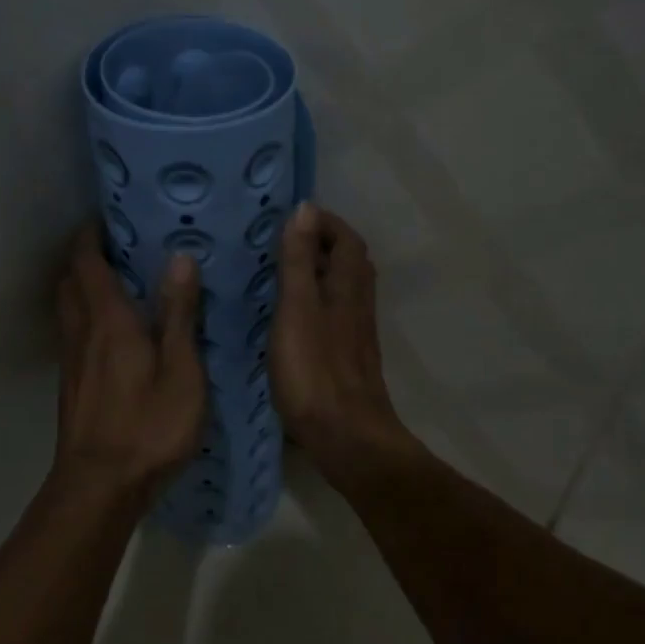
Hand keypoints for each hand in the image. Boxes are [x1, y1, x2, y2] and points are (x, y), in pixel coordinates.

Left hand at [53, 221, 206, 498]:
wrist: (99, 488)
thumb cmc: (149, 426)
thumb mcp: (181, 370)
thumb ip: (179, 314)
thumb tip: (179, 257)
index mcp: (109, 321)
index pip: (87, 263)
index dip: (92, 236)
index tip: (108, 218)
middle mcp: (81, 333)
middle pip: (69, 281)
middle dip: (84, 258)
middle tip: (117, 248)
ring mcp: (71, 362)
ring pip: (67, 309)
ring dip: (82, 287)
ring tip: (115, 283)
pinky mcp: (71, 386)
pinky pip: (72, 334)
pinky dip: (85, 317)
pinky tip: (112, 334)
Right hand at [272, 204, 416, 469]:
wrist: (346, 435)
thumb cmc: (315, 370)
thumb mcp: (297, 308)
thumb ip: (299, 260)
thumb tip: (306, 208)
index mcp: (348, 287)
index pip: (347, 239)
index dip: (325, 223)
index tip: (294, 217)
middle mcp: (358, 304)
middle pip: (350, 262)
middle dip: (324, 244)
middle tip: (286, 242)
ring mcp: (356, 334)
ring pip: (344, 289)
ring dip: (321, 273)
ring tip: (285, 273)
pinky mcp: (348, 358)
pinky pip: (336, 314)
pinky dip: (318, 301)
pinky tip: (294, 317)